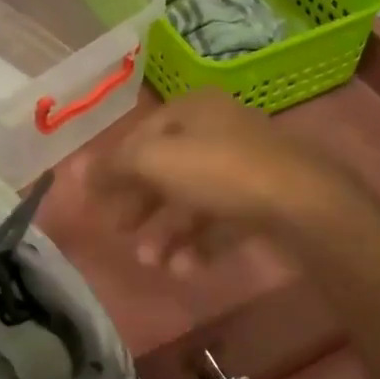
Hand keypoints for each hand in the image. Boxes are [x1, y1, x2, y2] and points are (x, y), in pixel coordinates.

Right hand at [74, 89, 379, 274]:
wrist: (305, 205)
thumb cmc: (221, 172)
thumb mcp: (156, 161)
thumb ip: (114, 165)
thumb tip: (74, 170)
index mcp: (195, 109)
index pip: (143, 135)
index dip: (115, 166)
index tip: (95, 200)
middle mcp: (221, 130)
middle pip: (167, 168)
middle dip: (140, 205)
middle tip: (119, 232)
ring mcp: (247, 166)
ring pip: (193, 199)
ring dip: (167, 232)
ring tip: (151, 262)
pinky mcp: (265, 201)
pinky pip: (221, 221)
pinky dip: (199, 244)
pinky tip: (186, 269)